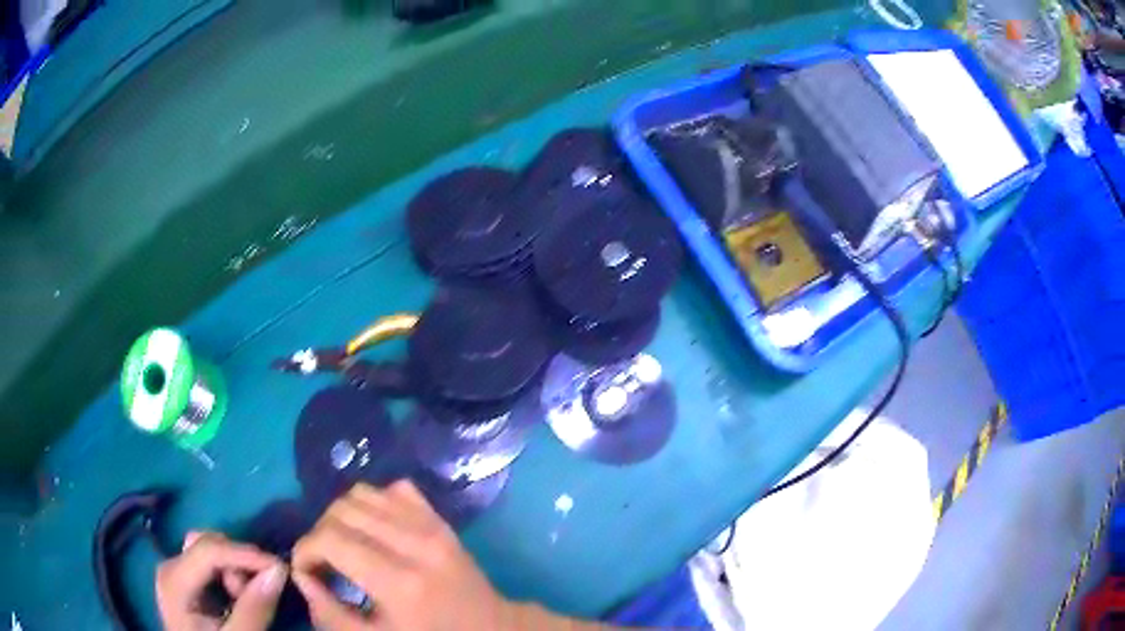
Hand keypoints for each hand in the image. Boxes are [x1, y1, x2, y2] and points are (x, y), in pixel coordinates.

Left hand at [156, 531, 286, 630]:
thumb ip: (254, 609)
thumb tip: (278, 571)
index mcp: (174, 580)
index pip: (208, 550)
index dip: (245, 553)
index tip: (281, 567)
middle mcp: (170, 566)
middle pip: (207, 544)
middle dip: (238, 565)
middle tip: (255, 596)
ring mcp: (175, 571)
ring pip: (209, 549)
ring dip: (234, 570)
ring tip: (244, 600)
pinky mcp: (184, 579)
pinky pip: (209, 562)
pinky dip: (228, 575)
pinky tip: (235, 597)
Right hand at [291, 481, 513, 629]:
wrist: (490, 627)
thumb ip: (332, 613)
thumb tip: (300, 575)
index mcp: (400, 582)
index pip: (330, 539)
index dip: (305, 550)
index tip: (305, 570)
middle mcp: (415, 544)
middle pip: (342, 511)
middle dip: (320, 533)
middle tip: (324, 561)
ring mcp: (432, 526)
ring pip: (363, 493)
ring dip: (342, 515)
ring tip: (344, 544)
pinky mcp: (440, 519)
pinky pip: (394, 489)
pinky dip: (373, 502)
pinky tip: (373, 529)